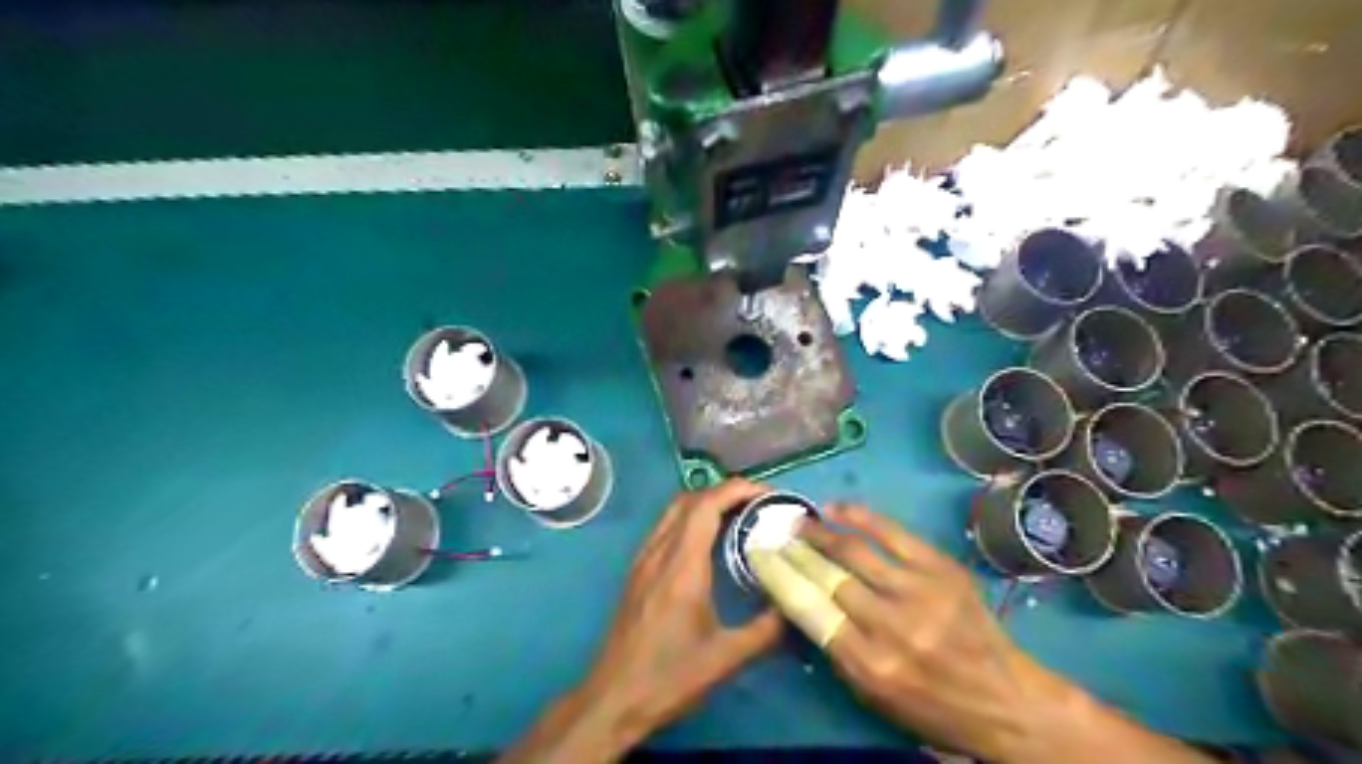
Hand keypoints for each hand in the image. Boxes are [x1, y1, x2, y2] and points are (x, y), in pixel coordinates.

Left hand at [499, 481, 781, 761]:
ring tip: (739, 517)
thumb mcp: (726, 658)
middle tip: (759, 505)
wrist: (613, 698)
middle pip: (690, 499)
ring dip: (706, 503)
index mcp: (682, 565)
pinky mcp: (637, 571)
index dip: (739, 489)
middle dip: (726, 491)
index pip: (707, 504)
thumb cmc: (669, 677)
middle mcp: (659, 552)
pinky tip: (709, 543)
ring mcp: (644, 560)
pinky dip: (691, 519)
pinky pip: (665, 528)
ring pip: (674, 511)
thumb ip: (766, 630)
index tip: (769, 495)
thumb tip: (797, 605)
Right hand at [800, 504, 1052, 761]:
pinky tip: (837, 508)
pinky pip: (891, 533)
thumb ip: (835, 647)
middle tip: (777, 534)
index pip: (808, 610)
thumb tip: (802, 598)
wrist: (1006, 700)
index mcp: (868, 665)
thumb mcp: (872, 694)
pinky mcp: (942, 569)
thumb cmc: (931, 705)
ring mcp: (920, 593)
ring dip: (820, 531)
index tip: (761, 555)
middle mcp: (891, 626)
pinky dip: (859, 516)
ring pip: (853, 550)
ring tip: (801, 522)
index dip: (779, 575)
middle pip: (827, 575)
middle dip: (795, 550)